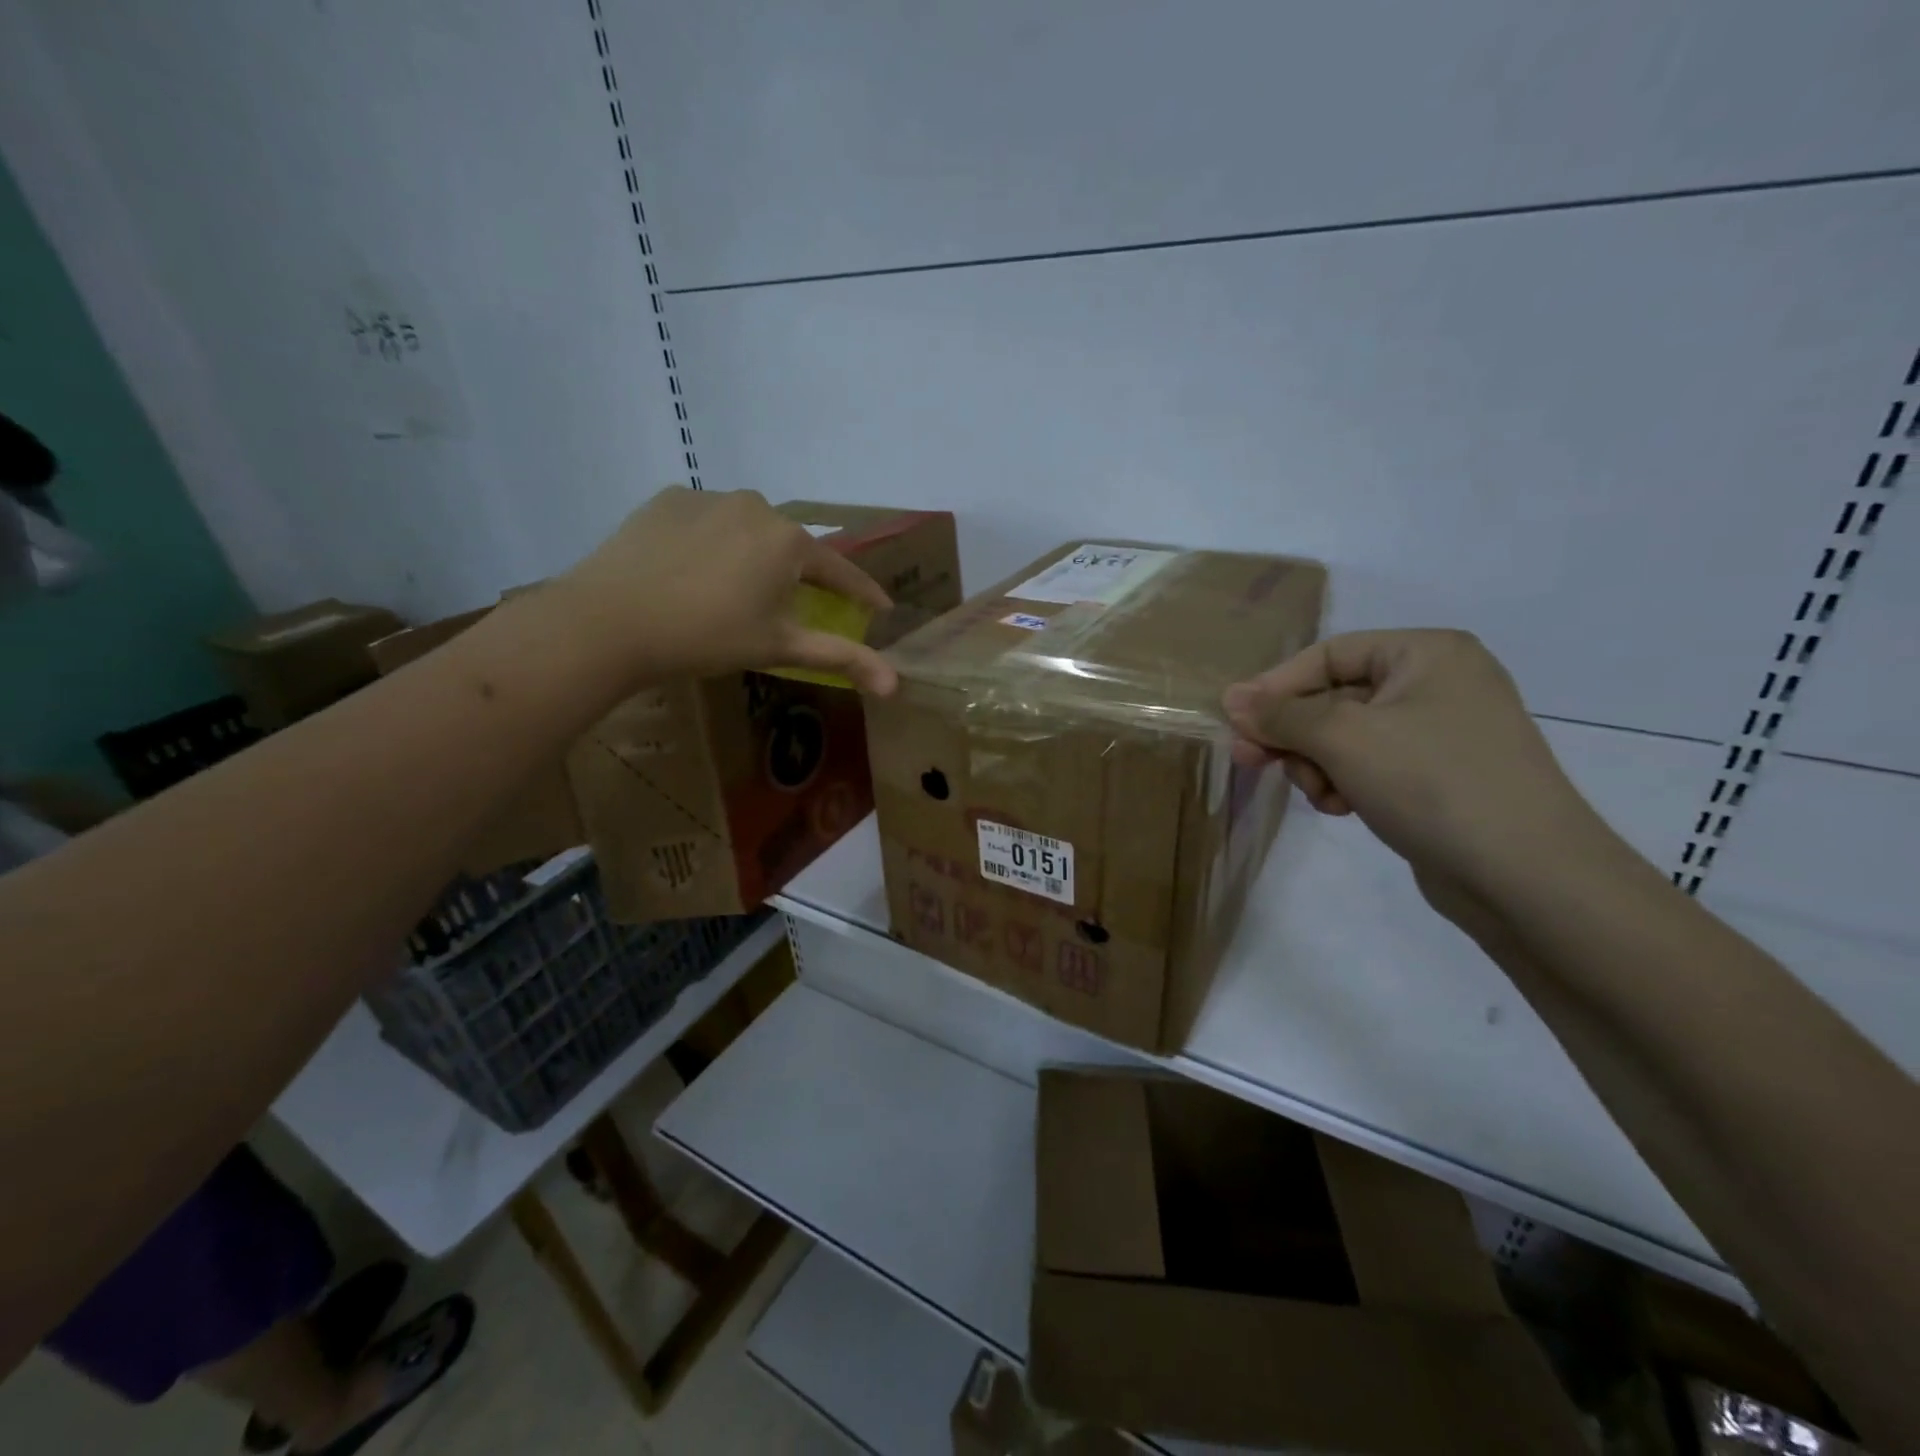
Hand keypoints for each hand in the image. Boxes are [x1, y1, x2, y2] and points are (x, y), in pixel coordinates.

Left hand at [554, 487, 898, 694]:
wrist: (609, 621)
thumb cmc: (707, 636)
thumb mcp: (780, 648)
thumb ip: (841, 657)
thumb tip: (896, 684)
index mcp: (789, 541)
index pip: (840, 570)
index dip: (862, 593)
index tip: (880, 608)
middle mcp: (756, 505)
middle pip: (791, 547)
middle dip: (799, 576)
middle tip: (791, 607)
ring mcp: (708, 497)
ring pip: (748, 530)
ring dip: (753, 556)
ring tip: (735, 591)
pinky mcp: (667, 499)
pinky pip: (707, 521)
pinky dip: (712, 543)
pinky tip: (693, 571)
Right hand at [1221, 630, 1603, 887]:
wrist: (1527, 876)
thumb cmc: (1432, 782)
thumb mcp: (1343, 738)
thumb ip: (1281, 714)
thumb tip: (1231, 697)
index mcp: (1427, 654)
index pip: (1330, 654)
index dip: (1276, 686)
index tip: (1235, 722)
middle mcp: (1438, 684)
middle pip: (1334, 698)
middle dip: (1293, 734)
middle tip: (1248, 762)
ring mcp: (1441, 733)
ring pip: (1347, 737)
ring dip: (1318, 764)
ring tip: (1320, 795)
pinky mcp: (1439, 777)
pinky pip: (1371, 766)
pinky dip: (1346, 783)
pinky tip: (1343, 808)